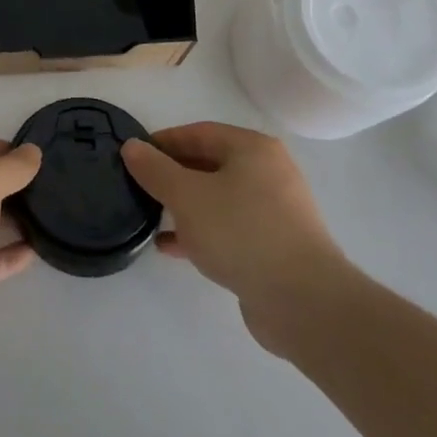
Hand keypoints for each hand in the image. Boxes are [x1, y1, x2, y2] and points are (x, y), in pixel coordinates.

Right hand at [122, 122, 351, 357]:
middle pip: (210, 164)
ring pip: (219, 199)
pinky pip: (230, 229)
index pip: (199, 133)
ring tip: (151, 217)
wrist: (304, 303)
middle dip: (173, 175)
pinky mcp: (276, 247)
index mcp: (253, 149)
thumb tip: (132, 147)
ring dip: (185, 207)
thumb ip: (155, 169)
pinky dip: (202, 232)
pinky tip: (172, 247)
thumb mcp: (186, 195)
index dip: (164, 141)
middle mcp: (269, 173)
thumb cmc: (241, 232)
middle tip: (140, 186)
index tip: (134, 156)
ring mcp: (276, 212)